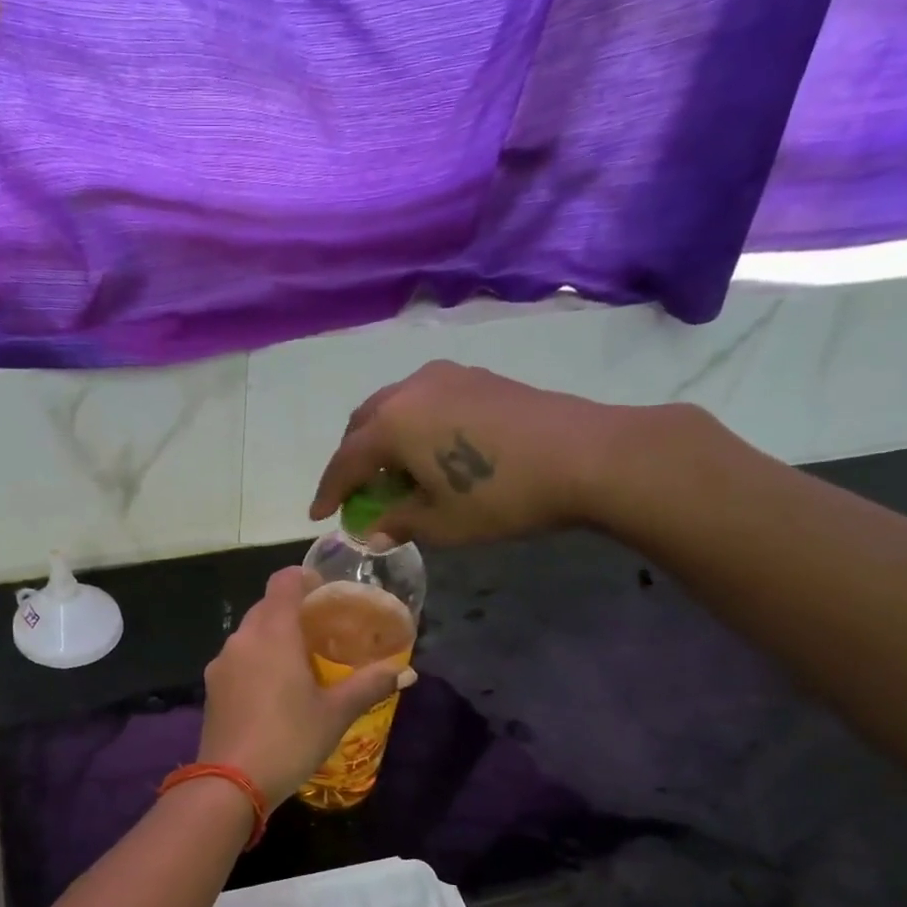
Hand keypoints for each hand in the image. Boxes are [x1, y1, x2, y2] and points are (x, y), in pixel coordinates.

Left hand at [198, 568, 414, 807]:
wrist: (231, 783)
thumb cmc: (290, 739)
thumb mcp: (336, 713)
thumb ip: (370, 685)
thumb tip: (407, 672)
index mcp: (273, 632)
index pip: (283, 581)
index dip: (304, 578)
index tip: (325, 592)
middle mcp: (242, 638)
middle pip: (266, 606)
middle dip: (292, 610)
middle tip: (322, 630)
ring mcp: (221, 663)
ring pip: (250, 634)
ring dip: (273, 636)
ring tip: (301, 660)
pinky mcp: (211, 688)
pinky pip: (238, 659)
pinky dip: (256, 660)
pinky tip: (274, 689)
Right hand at [309, 360, 658, 545]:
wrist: (586, 456)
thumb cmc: (501, 496)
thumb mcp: (441, 523)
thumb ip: (397, 522)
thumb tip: (373, 530)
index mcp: (392, 424)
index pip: (345, 461)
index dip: (329, 491)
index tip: (319, 514)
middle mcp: (410, 390)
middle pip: (362, 424)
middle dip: (352, 459)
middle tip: (356, 492)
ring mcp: (445, 377)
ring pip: (393, 406)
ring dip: (381, 439)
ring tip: (392, 472)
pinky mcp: (476, 376)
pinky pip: (423, 400)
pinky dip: (411, 425)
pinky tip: (429, 450)